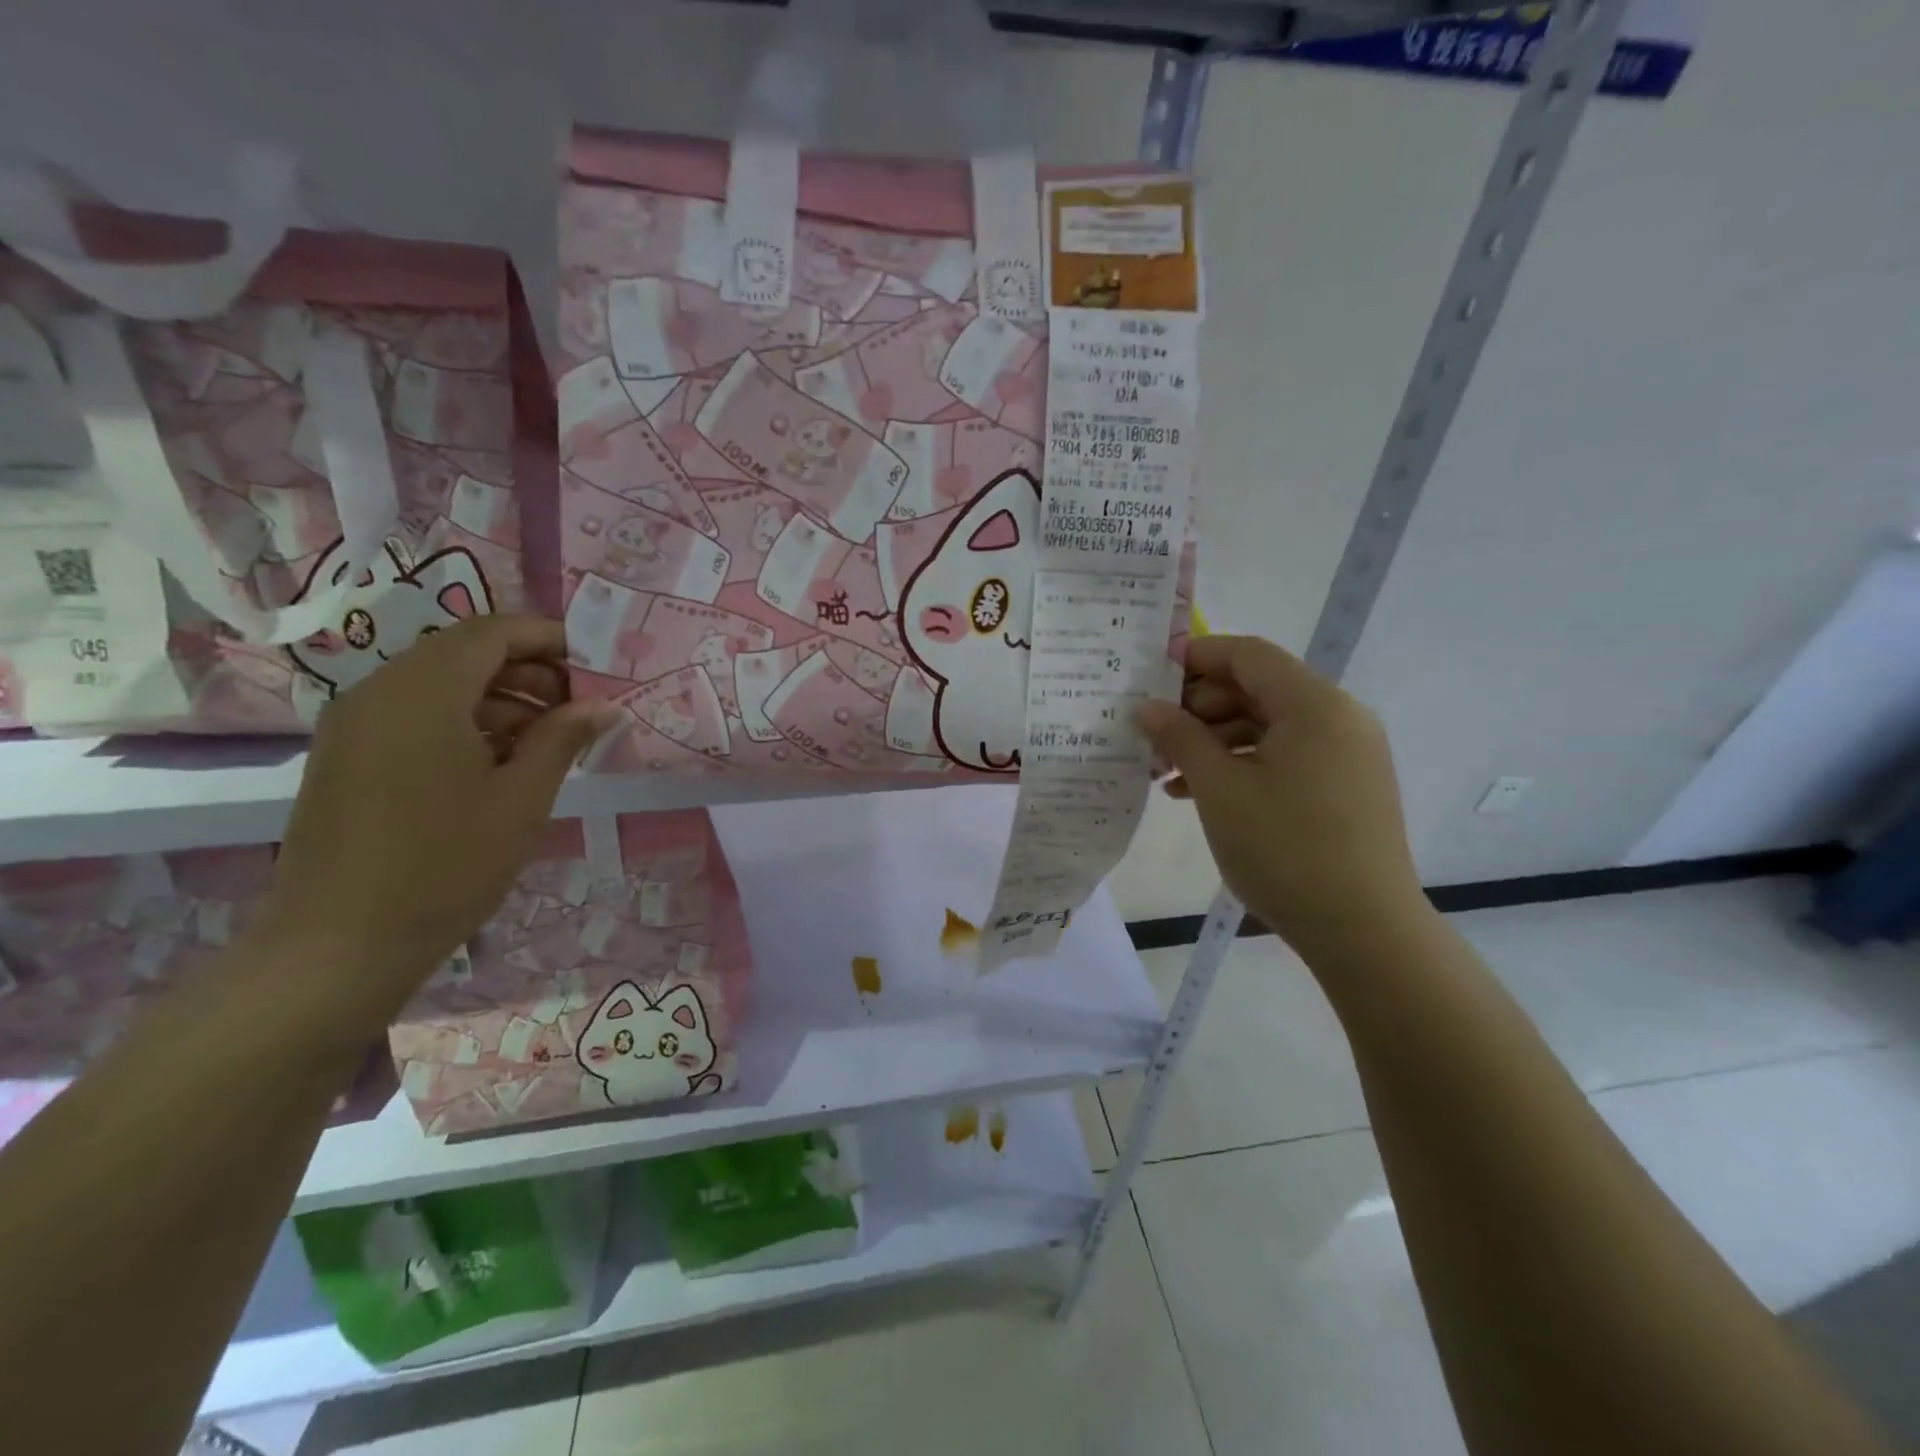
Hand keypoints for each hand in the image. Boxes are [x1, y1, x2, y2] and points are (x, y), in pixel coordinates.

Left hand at [260, 615, 621, 1028]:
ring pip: (439, 683)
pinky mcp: (345, 756)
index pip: (492, 631)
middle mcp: (379, 692)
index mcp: (422, 692)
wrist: (339, 945)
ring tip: (547, 741)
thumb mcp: (522, 798)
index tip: (596, 669)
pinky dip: (464, 721)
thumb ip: (564, 738)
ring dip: (500, 698)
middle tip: (579, 710)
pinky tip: (499, 763)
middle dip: (529, 671)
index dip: (550, 638)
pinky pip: (413, 714)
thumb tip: (604, 706)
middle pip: (464, 652)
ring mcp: (354, 724)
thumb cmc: (446, 865)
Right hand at [1135, 635, 1426, 961]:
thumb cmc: (1285, 849)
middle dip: (1198, 708)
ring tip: (1164, 773)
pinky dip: (1241, 765)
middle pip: (1257, 689)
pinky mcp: (1343, 786)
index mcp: (1314, 705)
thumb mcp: (1220, 789)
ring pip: (1267, 726)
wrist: (1363, 931)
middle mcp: (1337, 718)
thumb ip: (1180, 738)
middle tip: (1151, 735)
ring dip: (1213, 741)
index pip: (1247, 655)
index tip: (1148, 678)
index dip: (1195, 657)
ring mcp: (1345, 754)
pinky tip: (1197, 792)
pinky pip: (1284, 757)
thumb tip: (1146, 708)